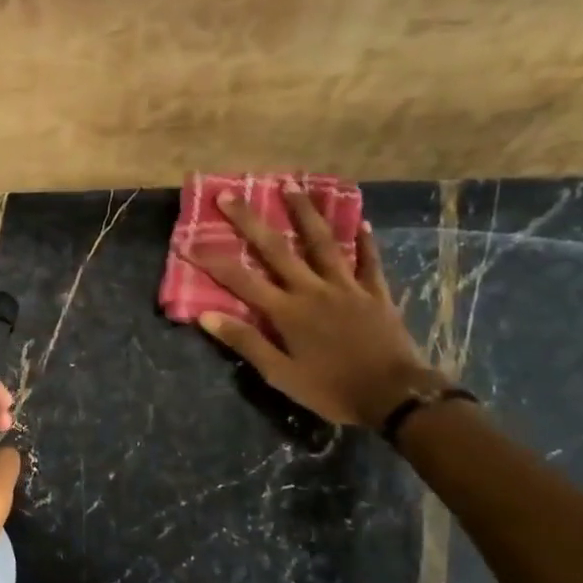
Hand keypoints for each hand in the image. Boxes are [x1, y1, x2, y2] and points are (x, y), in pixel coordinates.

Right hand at [180, 188, 437, 427]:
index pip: (240, 280)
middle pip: (276, 249)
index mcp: (287, 311)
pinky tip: (361, 221)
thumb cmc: (331, 389)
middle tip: (229, 195)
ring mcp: (347, 287)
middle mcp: (313, 289)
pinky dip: (364, 241)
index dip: (212, 261)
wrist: (394, 396)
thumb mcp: (280, 374)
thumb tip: (206, 316)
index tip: (188, 243)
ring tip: (292, 186)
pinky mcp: (375, 292)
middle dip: (249, 220)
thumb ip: (245, 342)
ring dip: (304, 213)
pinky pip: (369, 261)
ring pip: (322, 242)